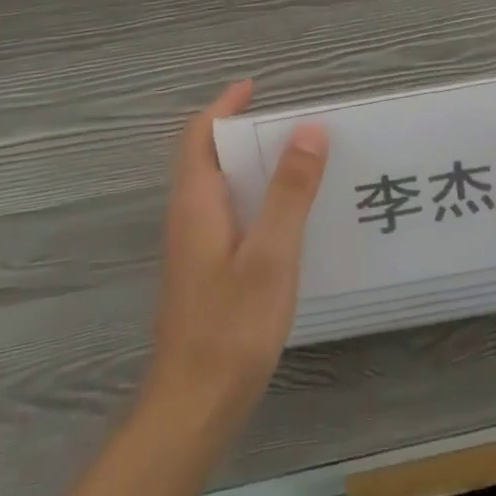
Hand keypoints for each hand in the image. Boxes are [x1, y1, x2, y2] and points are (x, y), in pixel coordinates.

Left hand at [144, 79, 328, 435]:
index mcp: (196, 203)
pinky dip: (254, 199)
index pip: (199, 135)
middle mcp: (188, 218)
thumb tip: (308, 130)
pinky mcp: (204, 273)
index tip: (256, 87)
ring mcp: (193, 248)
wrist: (192, 408)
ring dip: (251, 167)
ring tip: (298, 163)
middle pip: (208, 158)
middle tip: (292, 126)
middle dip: (244, 133)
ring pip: (219, 189)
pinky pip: (228, 216)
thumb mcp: (271, 254)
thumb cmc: (231, 326)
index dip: (224, 106)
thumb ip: (290, 192)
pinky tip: (288, 220)